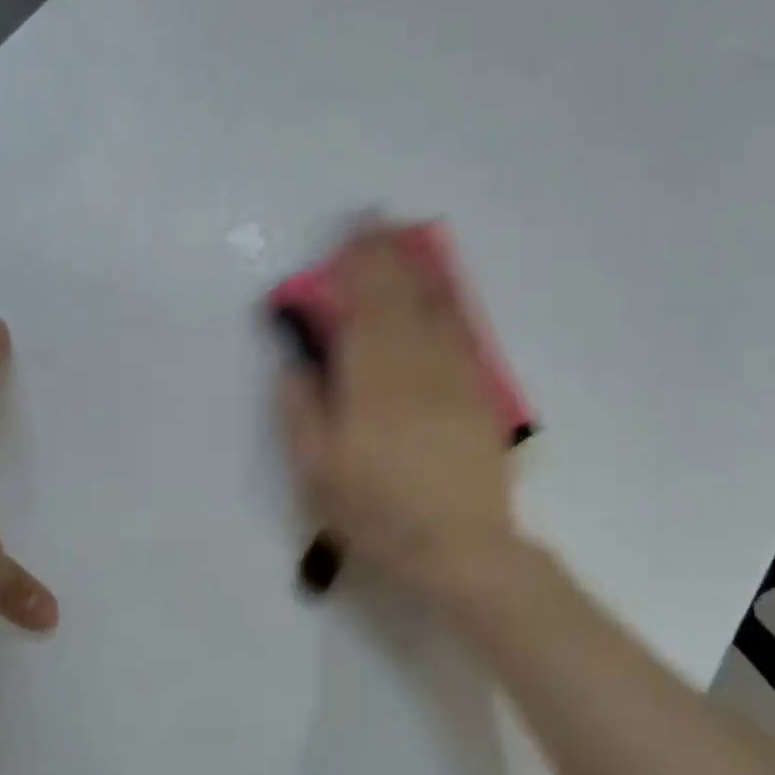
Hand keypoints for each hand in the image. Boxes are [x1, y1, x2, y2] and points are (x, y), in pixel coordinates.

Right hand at [278, 228, 519, 598]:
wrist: (458, 549)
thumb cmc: (377, 514)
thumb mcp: (317, 473)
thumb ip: (301, 410)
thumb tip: (295, 364)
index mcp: (371, 381)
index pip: (363, 306)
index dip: (356, 267)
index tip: (347, 237)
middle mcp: (416, 366)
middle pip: (401, 297)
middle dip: (386, 257)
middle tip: (373, 225)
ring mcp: (454, 379)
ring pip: (434, 310)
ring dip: (416, 271)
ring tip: (403, 243)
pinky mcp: (478, 397)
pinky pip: (461, 336)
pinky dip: (446, 306)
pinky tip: (440, 296)